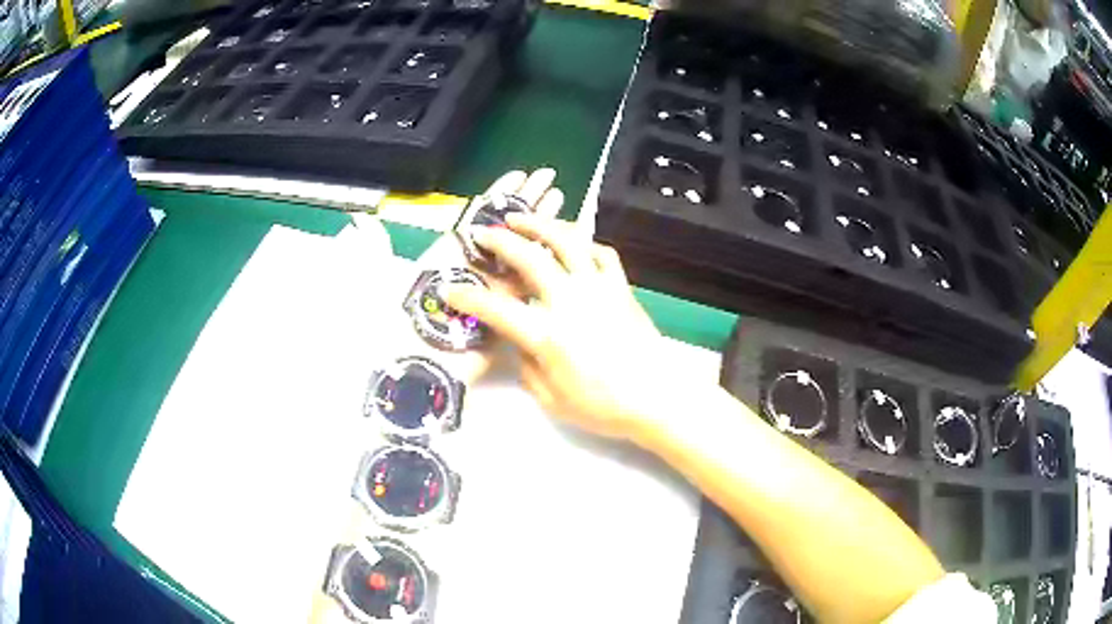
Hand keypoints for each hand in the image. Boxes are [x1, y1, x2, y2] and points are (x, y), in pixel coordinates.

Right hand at [443, 201, 667, 440]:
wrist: (657, 397)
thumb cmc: (603, 406)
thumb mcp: (551, 399)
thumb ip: (527, 366)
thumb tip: (518, 341)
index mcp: (547, 334)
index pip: (496, 308)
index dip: (468, 297)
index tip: (450, 289)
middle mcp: (569, 301)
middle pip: (529, 257)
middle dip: (500, 241)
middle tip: (483, 233)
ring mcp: (598, 288)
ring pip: (567, 241)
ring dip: (540, 224)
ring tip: (521, 217)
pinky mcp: (621, 287)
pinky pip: (601, 252)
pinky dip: (584, 242)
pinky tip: (574, 243)